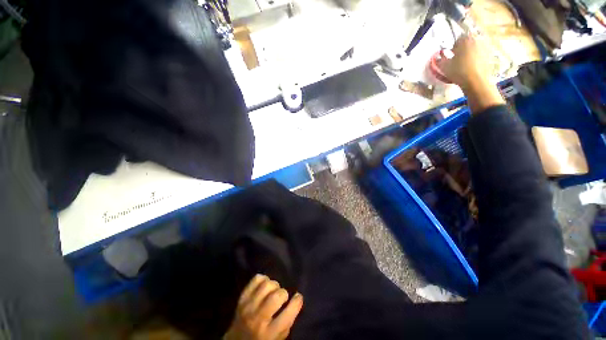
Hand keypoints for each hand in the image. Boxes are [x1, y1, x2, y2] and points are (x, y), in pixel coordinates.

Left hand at [224, 274, 303, 339]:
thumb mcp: (277, 338)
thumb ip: (287, 321)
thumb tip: (296, 301)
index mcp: (269, 333)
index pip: (287, 314)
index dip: (297, 302)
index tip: (298, 297)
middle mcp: (258, 319)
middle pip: (276, 297)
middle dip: (283, 293)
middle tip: (283, 297)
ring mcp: (248, 307)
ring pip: (266, 285)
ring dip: (274, 285)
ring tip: (274, 291)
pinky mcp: (242, 297)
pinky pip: (256, 279)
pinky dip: (264, 279)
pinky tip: (265, 286)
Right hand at [437, 35, 504, 113]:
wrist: (476, 81)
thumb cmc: (458, 71)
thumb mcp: (444, 67)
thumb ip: (439, 61)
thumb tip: (437, 58)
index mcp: (465, 40)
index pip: (458, 39)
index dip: (454, 47)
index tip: (451, 55)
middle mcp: (477, 40)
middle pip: (468, 42)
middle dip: (463, 49)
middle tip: (457, 59)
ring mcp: (485, 47)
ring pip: (475, 48)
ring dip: (470, 54)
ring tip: (464, 65)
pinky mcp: (490, 56)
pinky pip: (481, 55)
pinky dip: (477, 59)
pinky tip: (471, 68)